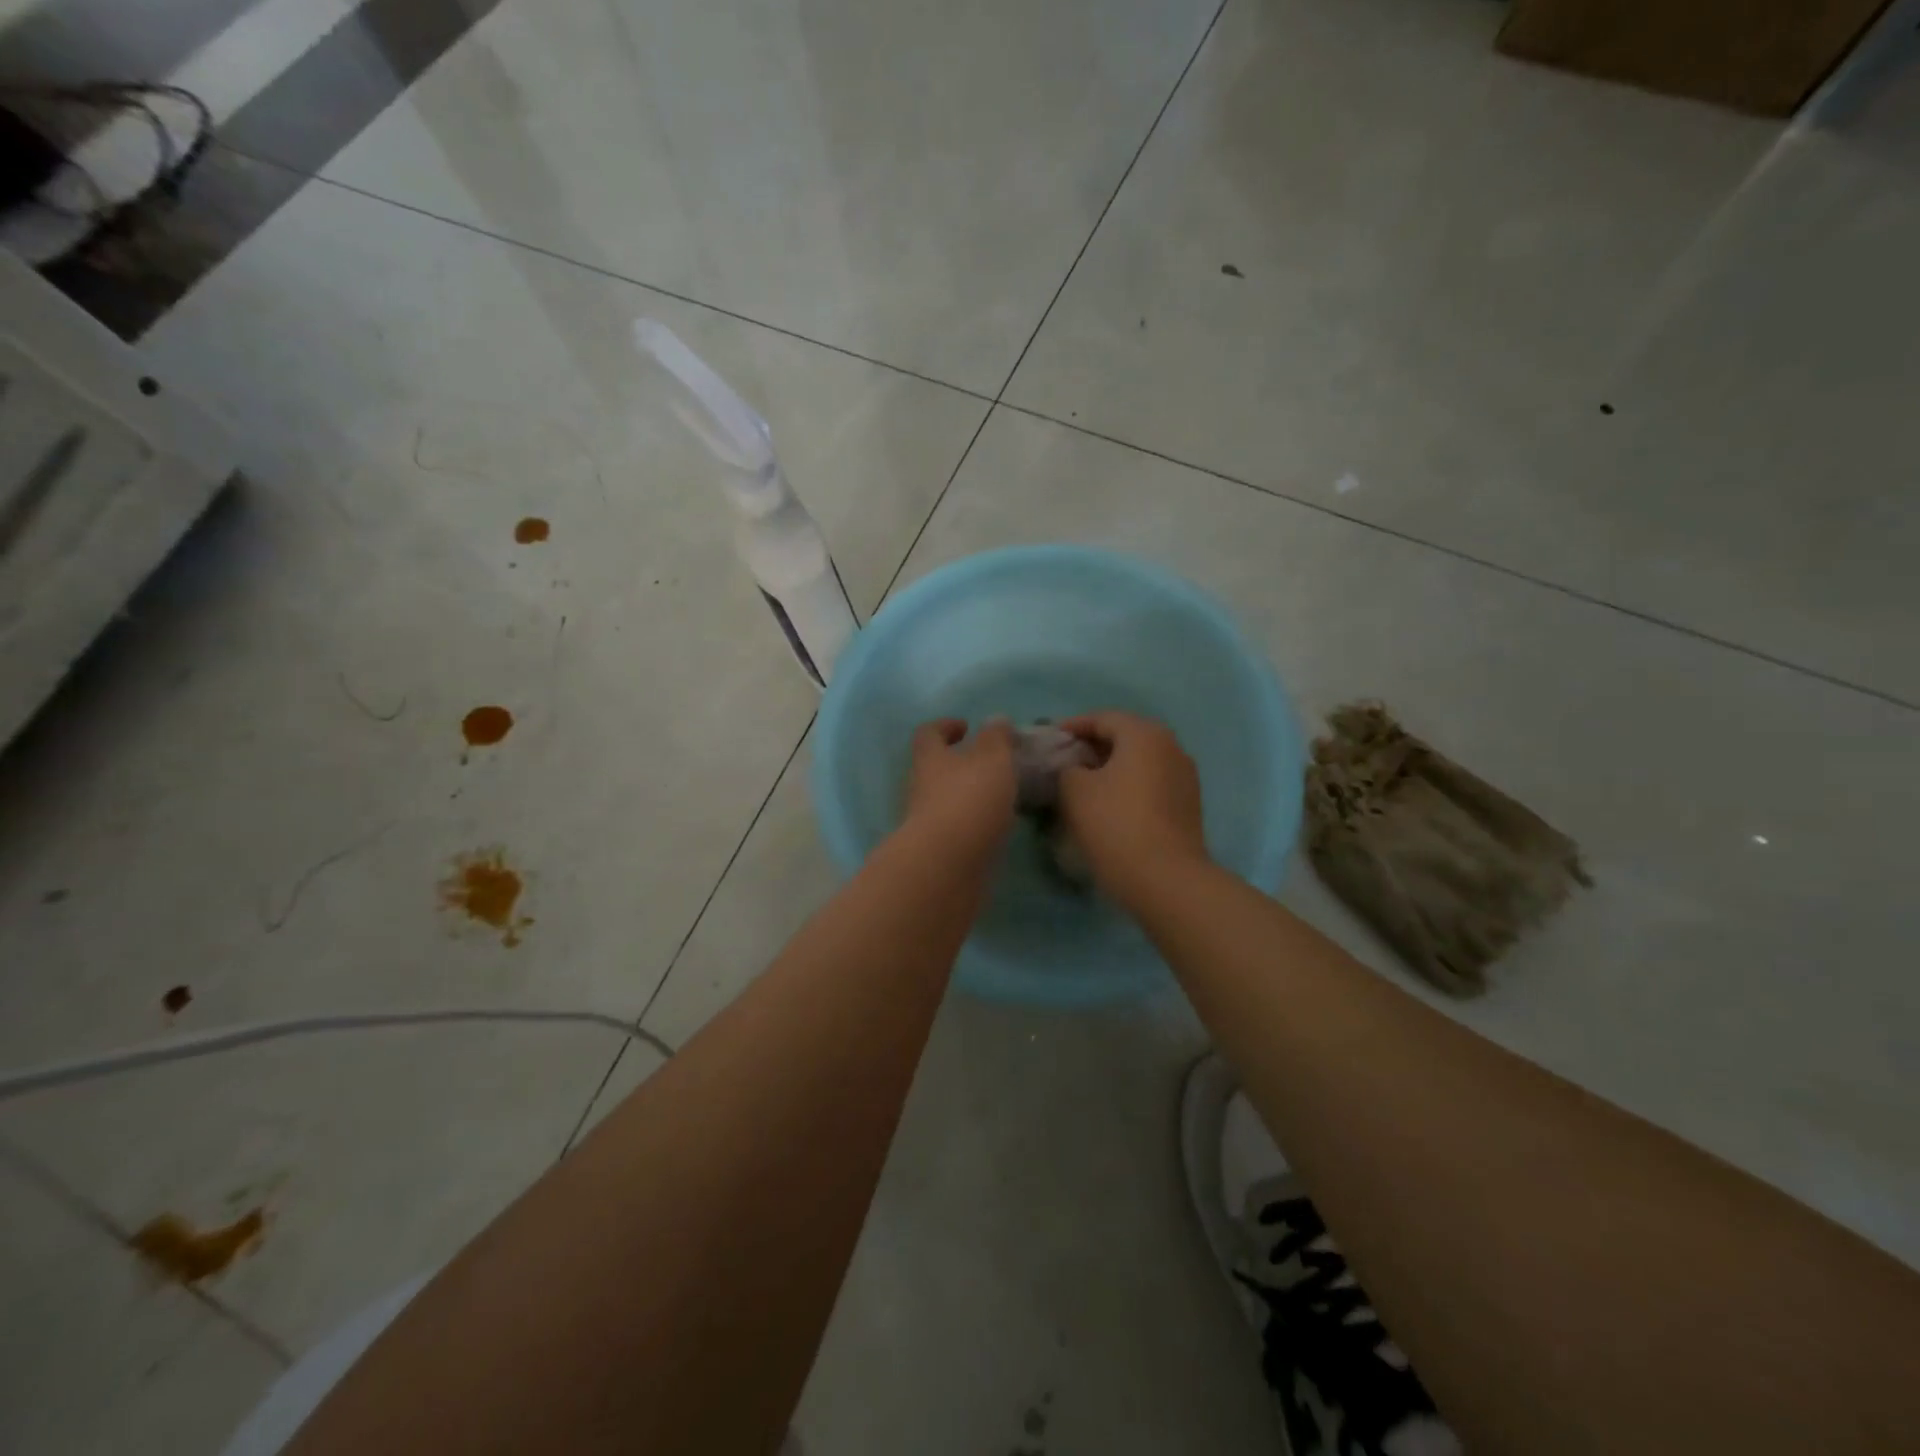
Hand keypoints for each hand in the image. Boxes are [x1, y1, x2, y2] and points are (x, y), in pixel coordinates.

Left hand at [900, 718, 1017, 863]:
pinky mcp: (938, 851)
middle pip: (935, 769)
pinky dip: (974, 825)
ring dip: (969, 796)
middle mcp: (921, 788)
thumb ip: (996, 739)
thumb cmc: (968, 801)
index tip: (966, 727)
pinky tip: (997, 828)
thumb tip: (996, 721)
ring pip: (946, 801)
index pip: (928, 734)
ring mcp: (926, 823)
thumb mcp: (992, 760)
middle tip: (991, 765)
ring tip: (1001, 797)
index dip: (945, 726)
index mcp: (930, 760)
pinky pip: (957, 830)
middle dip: (960, 765)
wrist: (946, 866)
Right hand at [1057, 711, 1208, 905]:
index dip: (1072, 727)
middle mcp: (1171, 746)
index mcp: (1144, 734)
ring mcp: (1185, 776)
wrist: (1166, 879)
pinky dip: (1128, 785)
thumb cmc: (1115, 824)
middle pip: (1125, 736)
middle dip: (1093, 746)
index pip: (1102, 718)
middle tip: (1064, 761)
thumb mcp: (1074, 790)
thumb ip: (1066, 767)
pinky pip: (1151, 782)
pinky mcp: (1188, 804)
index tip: (1050, 741)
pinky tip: (1109, 804)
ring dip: (1111, 767)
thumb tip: (1072, 768)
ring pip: (1140, 761)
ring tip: (1083, 784)